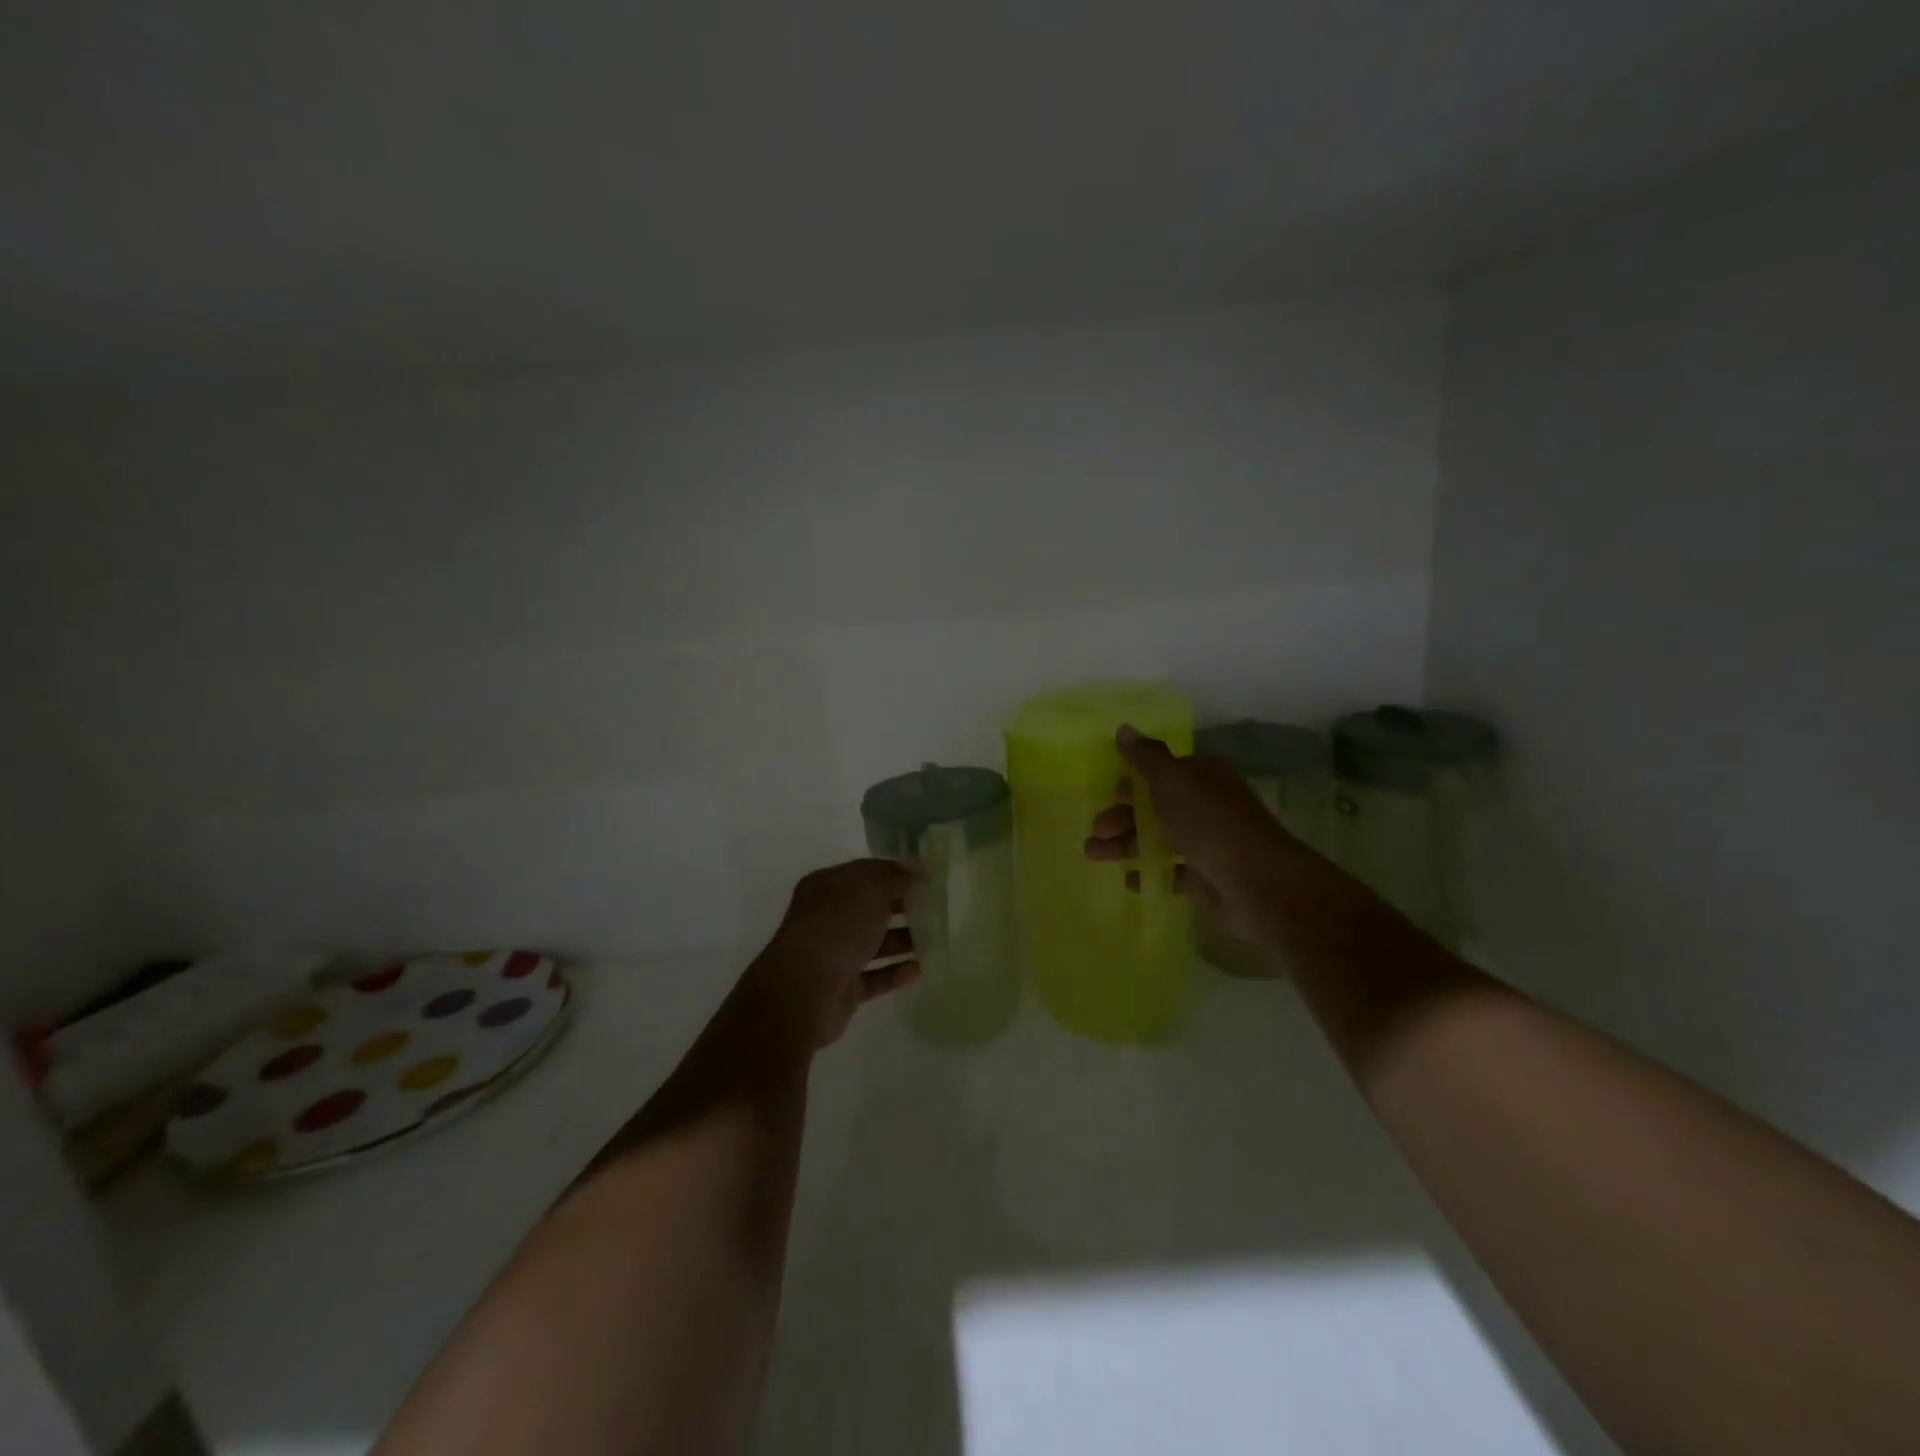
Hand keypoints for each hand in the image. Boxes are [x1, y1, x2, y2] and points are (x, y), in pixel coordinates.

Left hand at [753, 859, 920, 1047]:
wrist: (804, 992)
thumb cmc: (836, 928)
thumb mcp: (869, 890)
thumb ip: (896, 878)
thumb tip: (918, 870)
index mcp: (827, 887)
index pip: (867, 872)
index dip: (897, 872)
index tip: (929, 877)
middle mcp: (828, 918)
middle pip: (871, 907)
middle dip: (903, 906)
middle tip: (938, 907)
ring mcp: (834, 955)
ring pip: (875, 943)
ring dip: (903, 940)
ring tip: (938, 937)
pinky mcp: (843, 989)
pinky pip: (875, 977)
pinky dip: (896, 972)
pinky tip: (921, 968)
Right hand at [1083, 725, 1303, 938]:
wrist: (1256, 881)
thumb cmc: (1209, 821)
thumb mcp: (1172, 779)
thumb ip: (1145, 757)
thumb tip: (1124, 729)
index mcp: (1202, 777)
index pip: (1161, 774)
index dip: (1133, 784)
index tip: (1112, 796)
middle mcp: (1205, 806)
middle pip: (1154, 808)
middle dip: (1121, 818)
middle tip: (1098, 831)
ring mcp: (1206, 844)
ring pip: (1156, 840)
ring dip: (1124, 845)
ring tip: (1094, 856)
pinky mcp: (1205, 879)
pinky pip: (1170, 873)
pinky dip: (1149, 874)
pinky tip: (1130, 880)